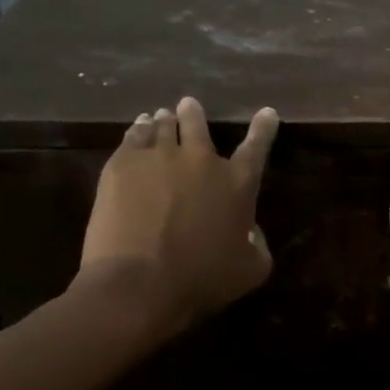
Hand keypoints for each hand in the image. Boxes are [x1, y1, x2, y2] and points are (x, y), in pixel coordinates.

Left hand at [74, 96, 278, 346]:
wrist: (139, 284)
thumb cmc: (202, 279)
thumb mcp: (251, 269)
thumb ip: (258, 243)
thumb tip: (249, 230)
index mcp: (238, 184)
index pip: (257, 147)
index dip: (264, 129)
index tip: (267, 111)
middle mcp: (201, 161)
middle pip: (198, 125)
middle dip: (194, 114)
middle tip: (189, 105)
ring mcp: (159, 158)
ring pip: (163, 126)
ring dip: (166, 119)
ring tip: (160, 115)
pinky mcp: (122, 165)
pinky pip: (133, 137)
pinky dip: (139, 129)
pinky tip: (138, 128)